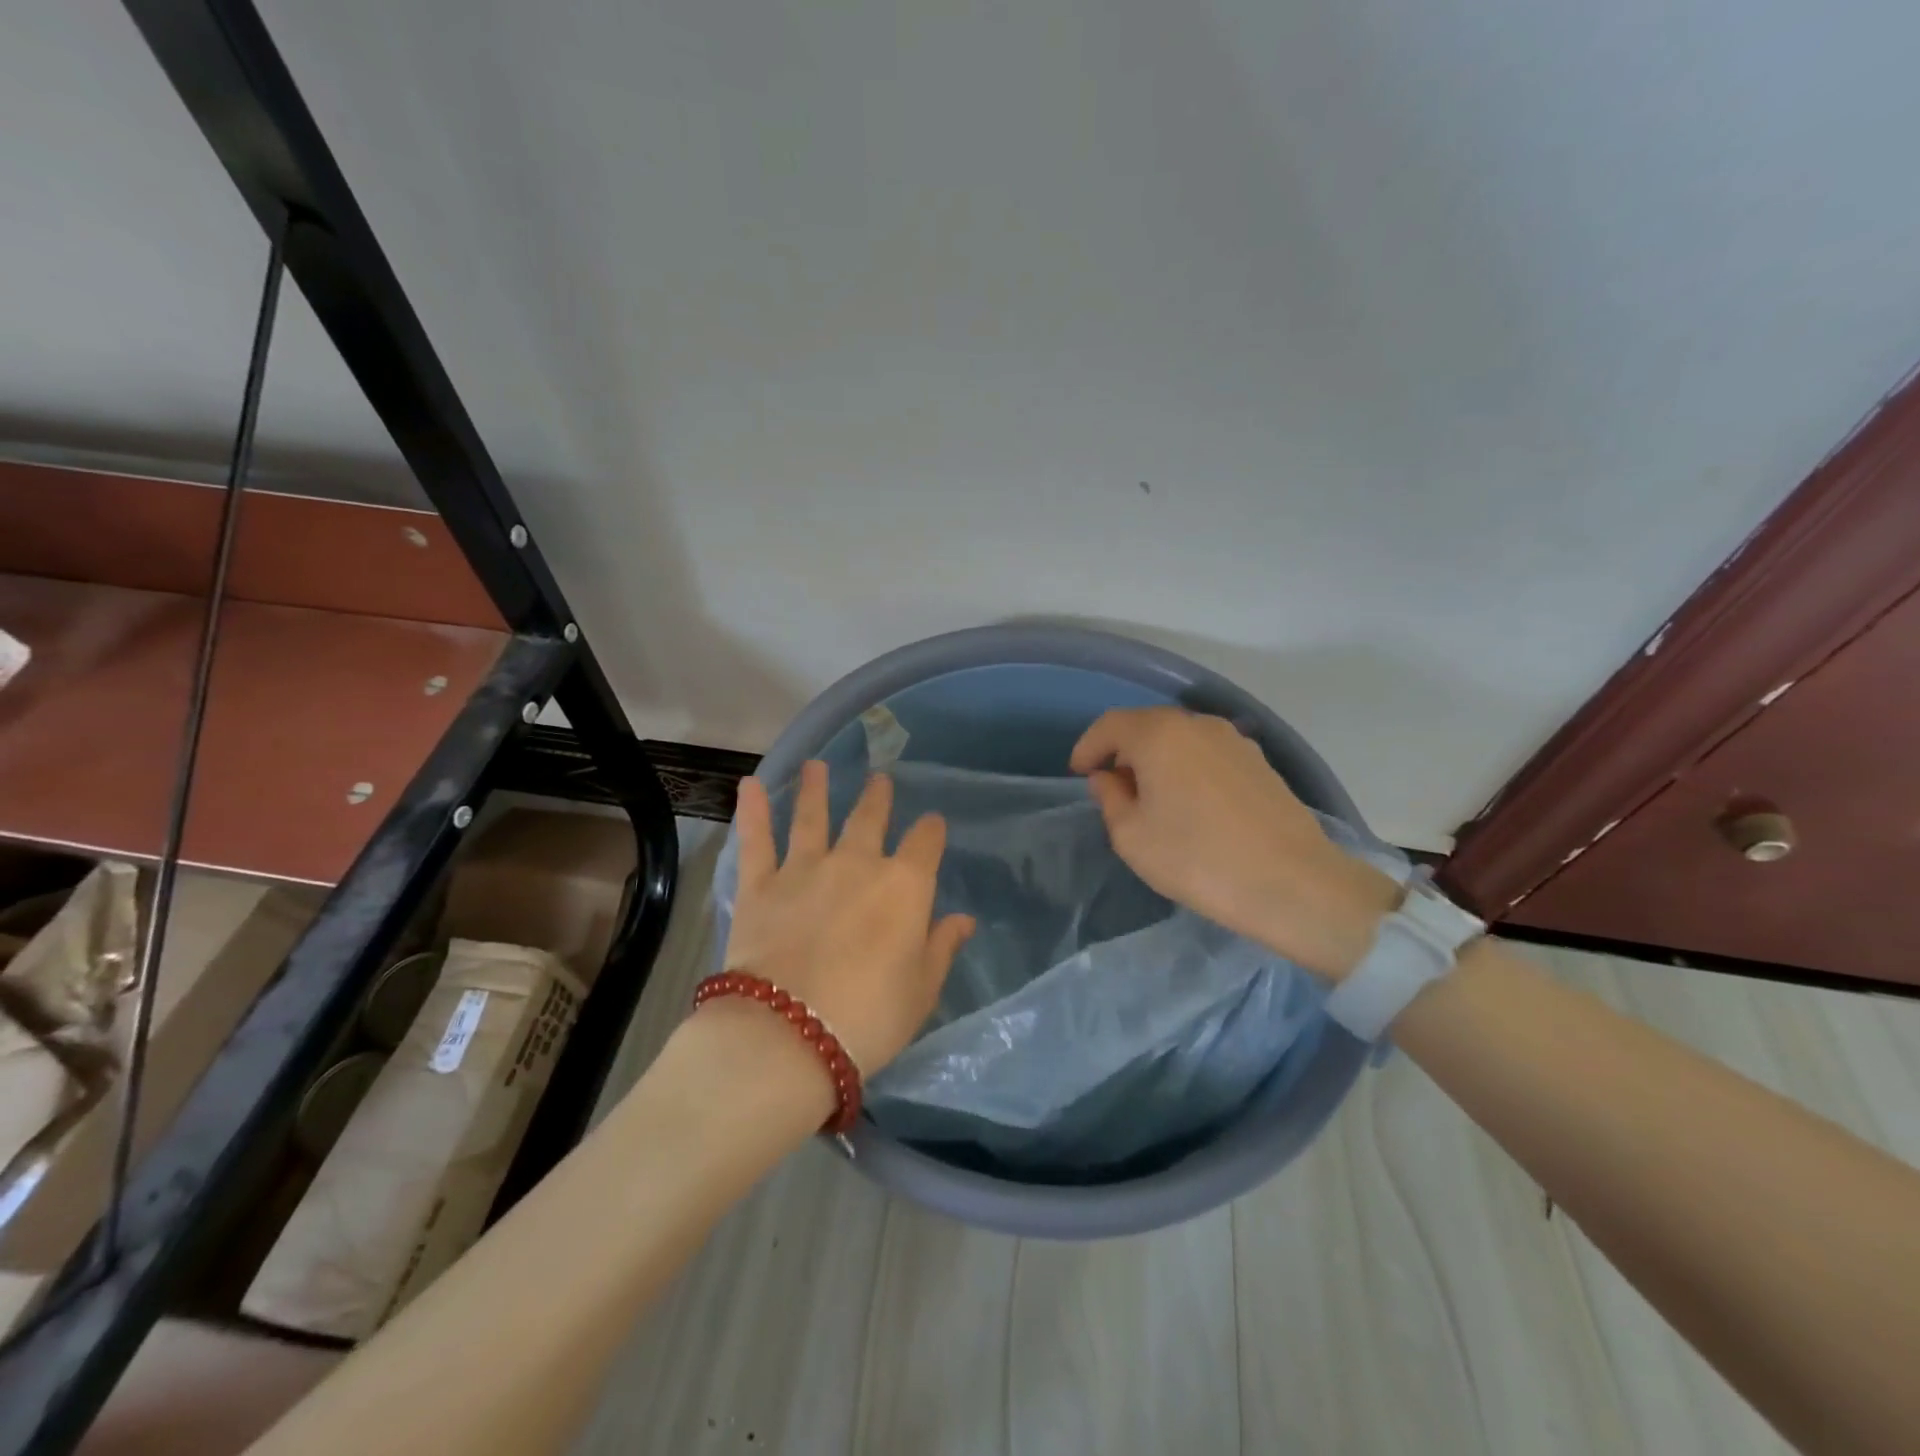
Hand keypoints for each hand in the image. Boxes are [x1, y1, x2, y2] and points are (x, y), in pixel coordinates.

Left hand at [720, 762, 975, 1074]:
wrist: (789, 1034)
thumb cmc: (870, 1017)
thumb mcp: (921, 990)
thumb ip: (942, 947)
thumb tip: (964, 919)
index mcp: (904, 886)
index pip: (926, 842)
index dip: (932, 831)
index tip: (932, 826)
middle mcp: (857, 864)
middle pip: (869, 819)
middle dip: (877, 797)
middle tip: (880, 778)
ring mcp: (805, 869)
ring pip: (812, 818)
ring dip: (816, 789)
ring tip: (816, 766)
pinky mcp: (760, 886)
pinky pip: (756, 841)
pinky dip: (753, 811)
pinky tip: (750, 786)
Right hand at [1070, 707, 1398, 980]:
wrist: (1293, 884)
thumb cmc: (1197, 859)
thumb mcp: (1132, 837)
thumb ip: (1111, 799)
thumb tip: (1109, 778)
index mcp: (1160, 735)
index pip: (1111, 725)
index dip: (1089, 746)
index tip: (1079, 773)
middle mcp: (1197, 725)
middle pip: (1147, 726)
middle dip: (1123, 752)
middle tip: (1111, 787)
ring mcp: (1235, 741)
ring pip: (1180, 740)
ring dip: (1157, 760)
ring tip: (1151, 798)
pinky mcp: (1260, 763)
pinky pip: (1208, 754)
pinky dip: (1187, 768)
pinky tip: (1190, 804)